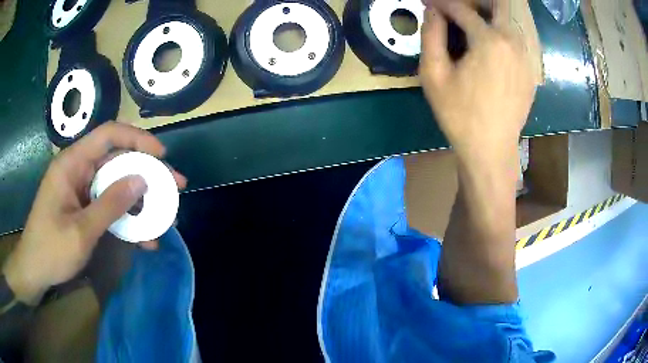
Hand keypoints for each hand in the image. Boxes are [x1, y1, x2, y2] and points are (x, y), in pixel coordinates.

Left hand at [2, 122, 186, 304]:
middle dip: (147, 174)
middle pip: (117, 161)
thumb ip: (109, 204)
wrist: (35, 271)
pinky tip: (143, 239)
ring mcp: (82, 191)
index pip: (108, 135)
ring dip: (140, 202)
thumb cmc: (50, 250)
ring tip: (164, 217)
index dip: (137, 139)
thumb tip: (142, 180)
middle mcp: (78, 171)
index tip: (161, 156)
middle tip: (174, 188)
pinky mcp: (84, 208)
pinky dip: (126, 219)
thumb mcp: (81, 231)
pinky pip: (109, 206)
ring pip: (116, 186)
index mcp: (72, 164)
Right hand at [419, 0, 535, 160]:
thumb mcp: (434, 75)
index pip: (463, 9)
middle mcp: (513, 42)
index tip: (429, 3)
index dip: (442, 3)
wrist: (491, 150)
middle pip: (500, 4)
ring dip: (490, 15)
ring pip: (510, 20)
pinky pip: (517, 40)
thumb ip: (431, 35)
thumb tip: (433, 12)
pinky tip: (489, 45)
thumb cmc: (460, 115)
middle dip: (476, 2)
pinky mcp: (530, 71)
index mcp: (490, 41)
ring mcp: (526, 57)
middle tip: (458, 10)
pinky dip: (502, 33)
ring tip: (471, 24)